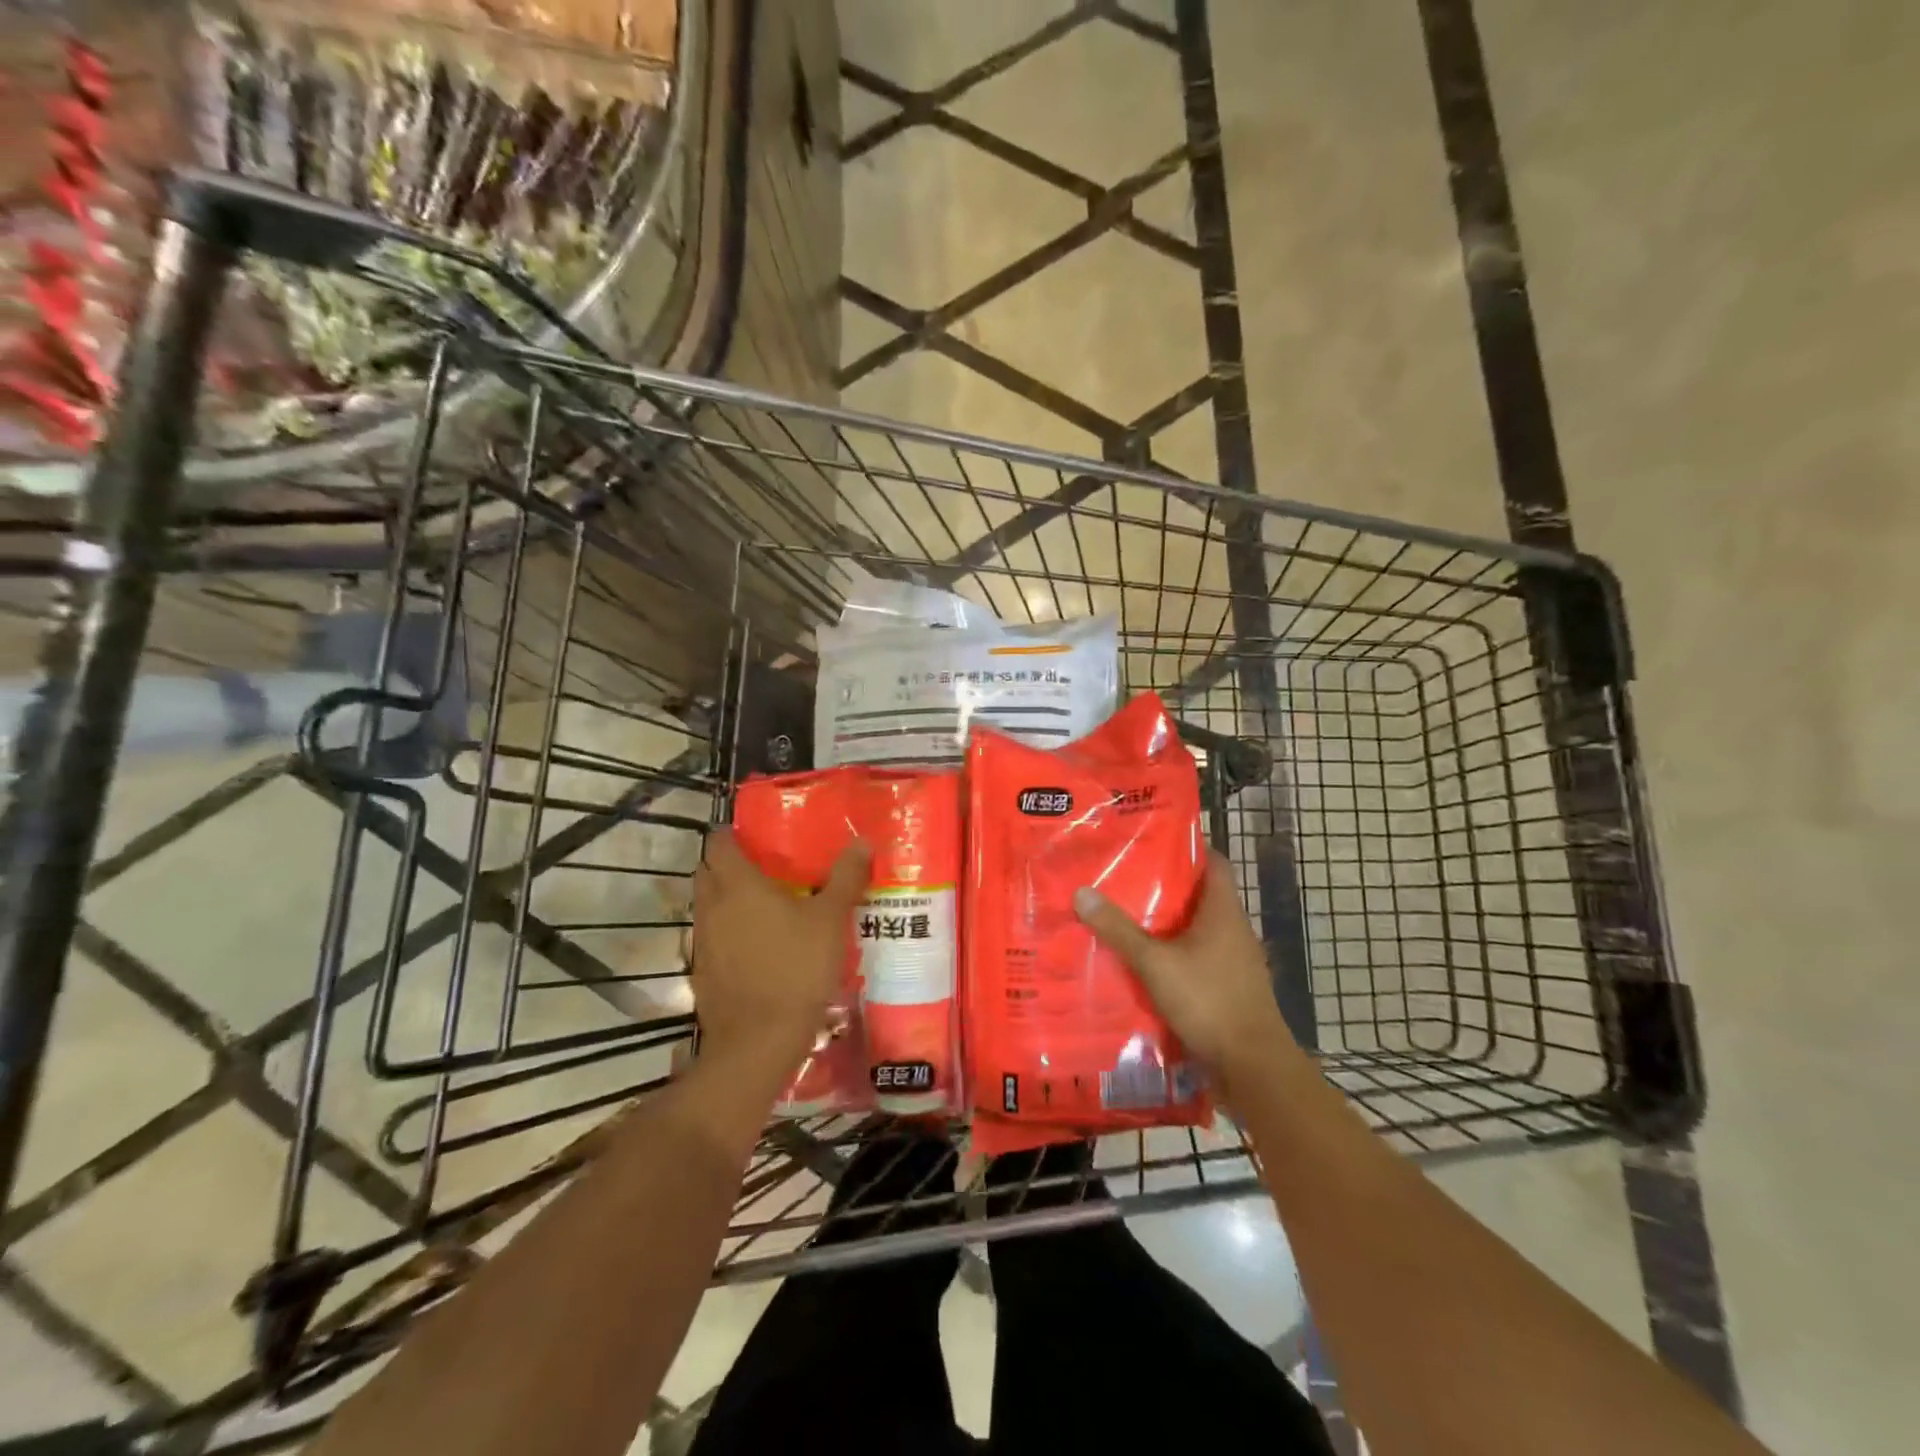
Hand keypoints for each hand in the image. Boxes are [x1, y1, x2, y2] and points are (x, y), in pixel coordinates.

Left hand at [691, 829, 870, 1070]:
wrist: (758, 1041)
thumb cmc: (796, 968)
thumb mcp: (831, 920)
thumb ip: (845, 878)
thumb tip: (862, 841)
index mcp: (738, 884)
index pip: (718, 843)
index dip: (731, 834)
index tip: (753, 835)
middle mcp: (712, 906)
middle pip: (707, 871)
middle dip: (726, 864)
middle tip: (762, 867)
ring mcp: (702, 941)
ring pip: (706, 905)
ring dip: (725, 899)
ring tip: (763, 905)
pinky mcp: (702, 971)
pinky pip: (711, 937)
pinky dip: (726, 932)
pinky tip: (756, 946)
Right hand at [1074, 852, 1297, 1086]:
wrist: (1251, 1066)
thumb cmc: (1208, 1000)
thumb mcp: (1155, 963)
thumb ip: (1119, 930)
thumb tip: (1082, 892)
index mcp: (1223, 911)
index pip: (1213, 862)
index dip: (1187, 847)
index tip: (1152, 840)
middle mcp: (1232, 929)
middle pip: (1199, 894)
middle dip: (1165, 885)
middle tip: (1125, 875)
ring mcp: (1233, 960)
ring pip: (1196, 928)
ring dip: (1167, 922)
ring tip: (1126, 913)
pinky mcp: (1227, 986)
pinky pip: (1197, 957)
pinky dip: (1173, 952)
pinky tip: (1143, 960)